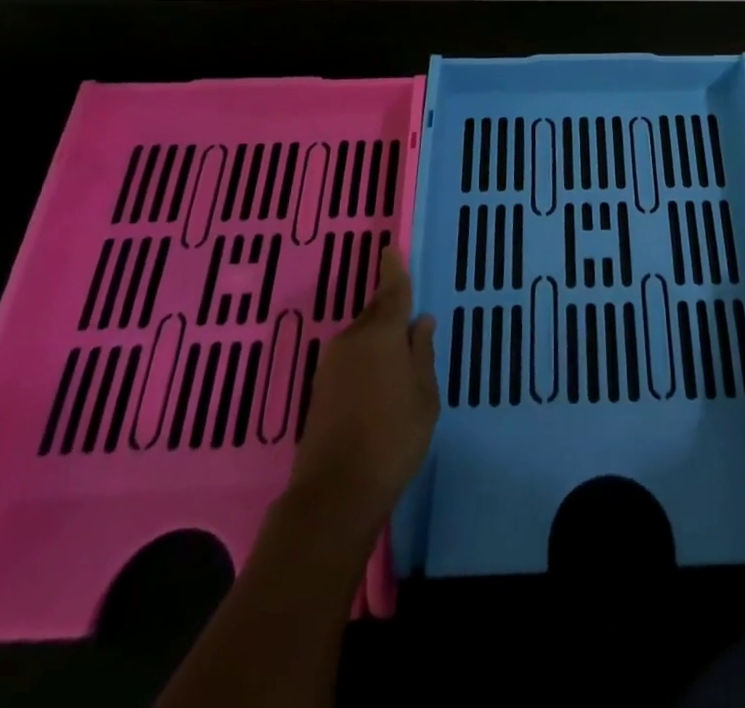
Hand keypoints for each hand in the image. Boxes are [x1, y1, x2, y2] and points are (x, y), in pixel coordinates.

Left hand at [286, 247, 438, 539]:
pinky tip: (379, 379)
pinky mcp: (320, 390)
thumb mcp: (424, 395)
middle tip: (410, 316)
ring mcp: (331, 365)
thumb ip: (421, 353)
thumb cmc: (394, 438)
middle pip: (374, 313)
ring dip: (378, 338)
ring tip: (400, 354)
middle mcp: (352, 340)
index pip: (391, 291)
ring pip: (361, 337)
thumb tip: (420, 322)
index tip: (390, 250)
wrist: (335, 493)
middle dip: (390, 309)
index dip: (394, 271)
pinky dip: (366, 359)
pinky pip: (350, 358)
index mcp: (381, 334)